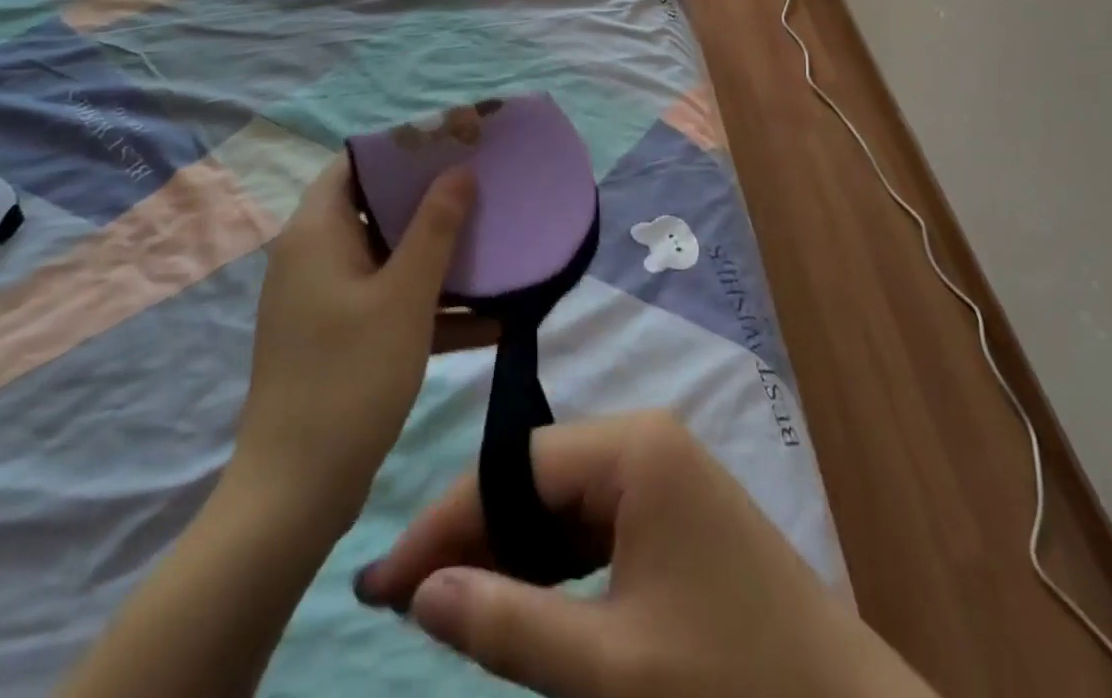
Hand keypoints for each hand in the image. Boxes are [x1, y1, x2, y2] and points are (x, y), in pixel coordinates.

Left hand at [225, 156, 474, 527]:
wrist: (295, 496)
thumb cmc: (350, 377)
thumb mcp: (405, 297)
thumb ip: (436, 227)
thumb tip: (460, 171)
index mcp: (317, 232)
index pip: (357, 163)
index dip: (405, 148)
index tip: (454, 143)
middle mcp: (314, 256)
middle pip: (378, 208)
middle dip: (433, 201)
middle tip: (485, 189)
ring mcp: (325, 300)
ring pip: (388, 258)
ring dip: (439, 257)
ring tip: (495, 247)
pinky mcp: (338, 337)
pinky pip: (388, 302)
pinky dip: (429, 306)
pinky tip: (490, 322)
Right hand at [355, 414, 936, 697]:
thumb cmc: (729, 681)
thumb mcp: (609, 668)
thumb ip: (509, 624)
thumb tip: (419, 592)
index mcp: (634, 447)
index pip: (514, 467)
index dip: (446, 521)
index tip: (382, 583)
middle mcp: (645, 439)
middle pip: (536, 476)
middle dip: (474, 535)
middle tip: (407, 602)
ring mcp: (662, 470)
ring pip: (560, 499)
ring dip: (509, 550)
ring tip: (449, 603)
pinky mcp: (672, 507)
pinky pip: (593, 521)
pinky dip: (552, 561)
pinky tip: (520, 599)